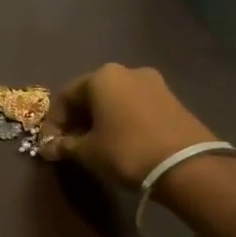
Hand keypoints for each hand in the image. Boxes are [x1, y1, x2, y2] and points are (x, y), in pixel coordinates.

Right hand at [37, 64, 217, 188]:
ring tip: (98, 145)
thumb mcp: (88, 152)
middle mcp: (128, 71)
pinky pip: (137, 107)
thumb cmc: (126, 151)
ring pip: (116, 100)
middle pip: (93, 94)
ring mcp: (154, 84)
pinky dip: (124, 120)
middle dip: (79, 118)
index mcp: (102, 77)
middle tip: (73, 144)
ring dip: (102, 119)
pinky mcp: (173, 100)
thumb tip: (48, 147)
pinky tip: (123, 142)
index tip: (52, 143)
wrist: (187, 165)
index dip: (55, 121)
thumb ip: (65, 146)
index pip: (66, 96)